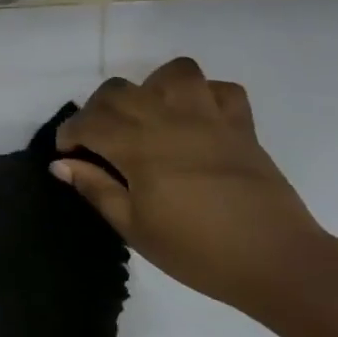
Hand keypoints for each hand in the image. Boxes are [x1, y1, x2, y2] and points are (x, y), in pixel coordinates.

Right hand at [53, 57, 327, 309]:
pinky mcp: (241, 126)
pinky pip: (222, 90)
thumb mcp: (134, 228)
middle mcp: (169, 120)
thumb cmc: (196, 251)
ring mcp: (209, 118)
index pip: (89, 121)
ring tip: (149, 117)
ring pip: (173, 74)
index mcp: (138, 146)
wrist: (276, 262)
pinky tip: (196, 121)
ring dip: (152, 88)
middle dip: (99, 110)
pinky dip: (204, 97)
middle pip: (120, 91)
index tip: (67, 154)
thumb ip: (96, 189)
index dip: (70, 133)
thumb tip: (61, 165)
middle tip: (99, 141)